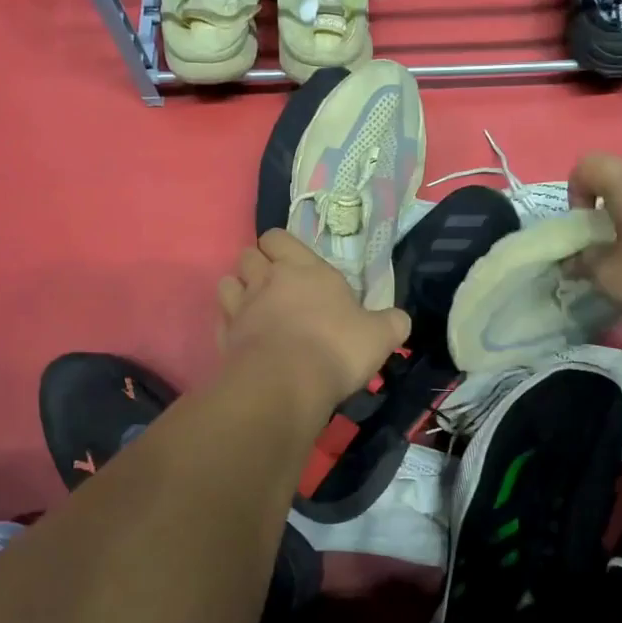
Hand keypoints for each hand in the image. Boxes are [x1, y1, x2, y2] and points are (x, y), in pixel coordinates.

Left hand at [217, 229, 411, 412]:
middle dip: (257, 266)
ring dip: (238, 291)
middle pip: (247, 256)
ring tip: (255, 309)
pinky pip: (221, 320)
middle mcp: (267, 280)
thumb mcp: (380, 336)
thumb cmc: (336, 348)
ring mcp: (241, 308)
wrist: (286, 384)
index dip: (280, 246)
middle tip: (276, 287)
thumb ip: (391, 323)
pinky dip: (230, 324)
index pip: (277, 237)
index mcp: (304, 269)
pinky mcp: (225, 338)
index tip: (293, 264)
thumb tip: (400, 320)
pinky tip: (244, 338)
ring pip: (227, 284)